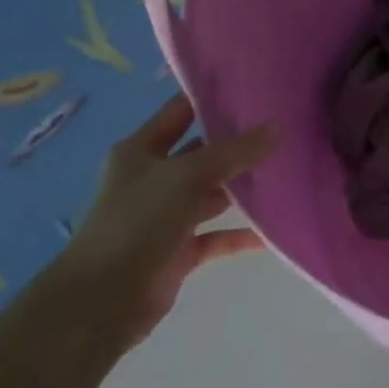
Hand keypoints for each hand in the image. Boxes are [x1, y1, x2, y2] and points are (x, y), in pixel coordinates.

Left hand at [49, 94, 277, 344]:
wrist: (102, 301)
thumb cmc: (137, 223)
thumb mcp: (187, 177)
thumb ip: (234, 152)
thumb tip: (278, 126)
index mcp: (140, 150)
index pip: (181, 111)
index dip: (212, 97)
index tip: (255, 87)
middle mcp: (153, 178)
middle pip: (202, 152)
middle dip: (238, 143)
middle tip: (284, 128)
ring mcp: (166, 215)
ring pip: (212, 194)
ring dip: (242, 188)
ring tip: (286, 172)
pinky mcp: (178, 250)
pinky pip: (217, 236)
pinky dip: (241, 234)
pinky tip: (272, 231)